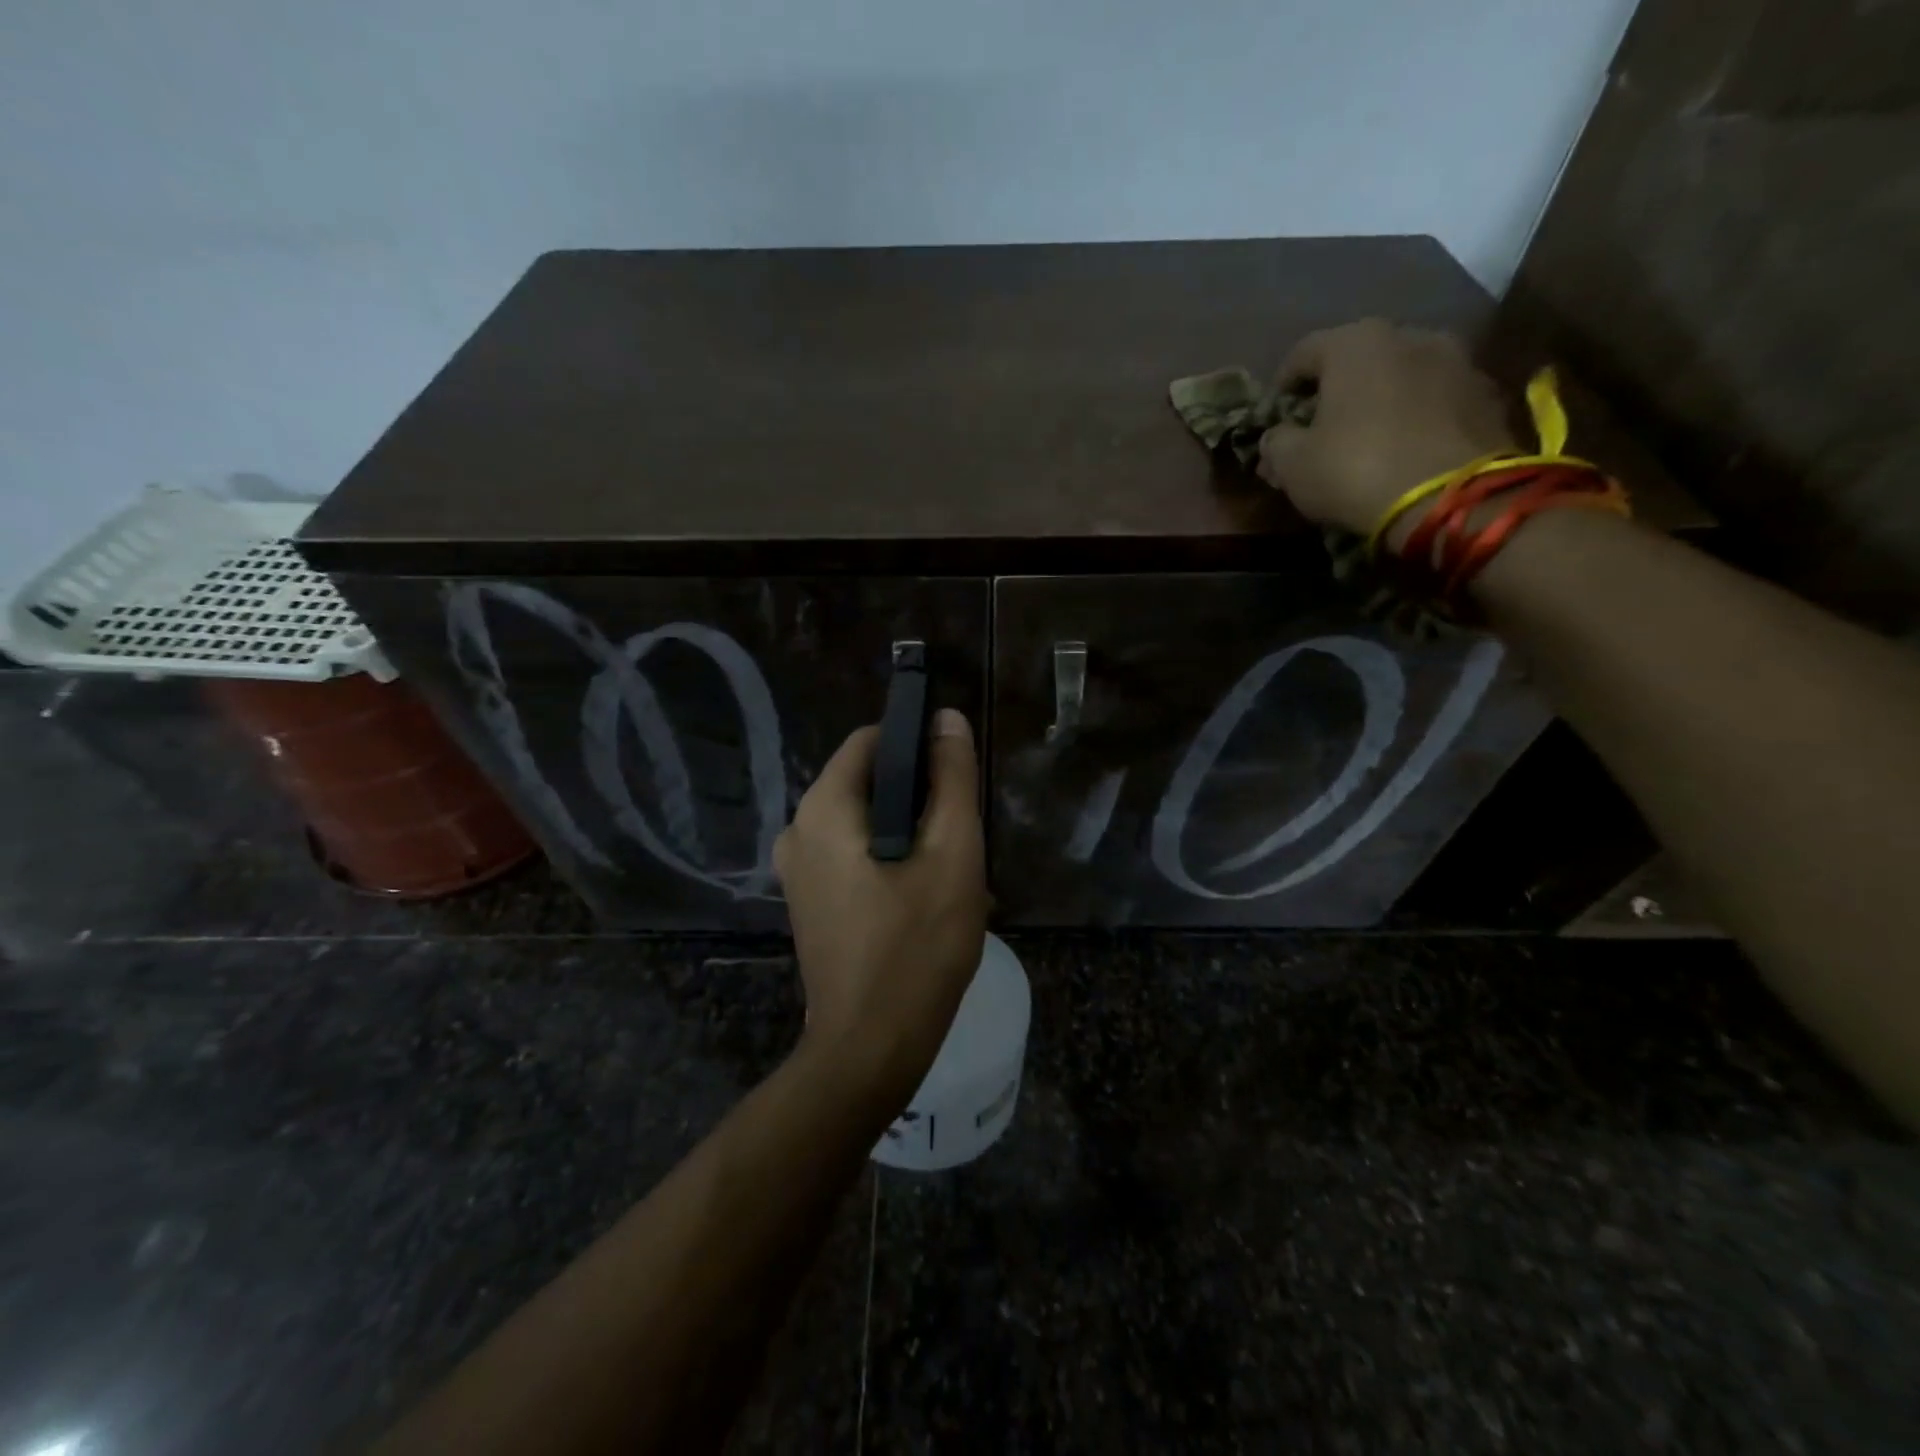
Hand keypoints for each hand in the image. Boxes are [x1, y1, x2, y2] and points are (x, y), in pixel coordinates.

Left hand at [774, 709, 988, 1103]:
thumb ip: (952, 779)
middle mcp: (798, 830)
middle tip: (959, 837)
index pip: (871, 740)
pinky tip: (923, 899)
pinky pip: (852, 856)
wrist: (870, 1048)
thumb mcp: (952, 854)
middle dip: (919, 799)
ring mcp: (797, 870)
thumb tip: (946, 719)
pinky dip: (889, 861)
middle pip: (868, 783)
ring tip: (949, 873)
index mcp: (823, 808)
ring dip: (910, 836)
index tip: (956, 776)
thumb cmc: (917, 946)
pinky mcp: (809, 902)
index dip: (918, 745)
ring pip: (865, 823)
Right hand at [1258, 319, 1518, 536]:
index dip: (1282, 386)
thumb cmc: (1355, 470)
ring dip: (1380, 400)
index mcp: (1355, 343)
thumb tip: (1275, 437)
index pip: (1302, 353)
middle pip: (1358, 359)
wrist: (1451, 499)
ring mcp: (1457, 360)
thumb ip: (1276, 443)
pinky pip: (1436, 399)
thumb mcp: (1293, 465)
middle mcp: (1409, 335)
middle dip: (1335, 390)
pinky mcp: (1486, 394)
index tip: (1275, 417)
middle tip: (1320, 429)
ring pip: (1401, 375)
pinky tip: (1405, 448)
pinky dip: (1416, 416)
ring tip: (1367, 438)